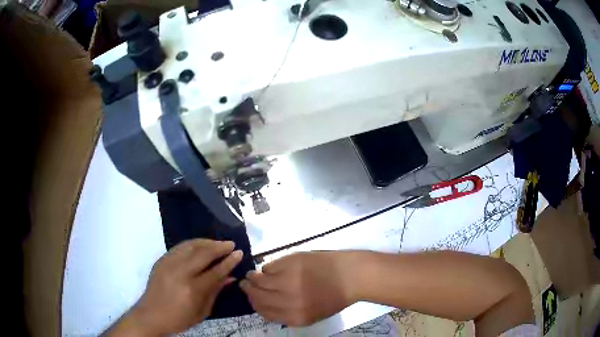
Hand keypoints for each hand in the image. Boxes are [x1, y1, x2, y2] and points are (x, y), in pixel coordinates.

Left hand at [105, 239, 242, 335]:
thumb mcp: (202, 311)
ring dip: (206, 242)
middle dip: (219, 247)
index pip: (215, 271)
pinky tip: (200, 245)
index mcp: (192, 289)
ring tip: (217, 242)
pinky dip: (192, 243)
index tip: (239, 253)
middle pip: (203, 253)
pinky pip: (179, 247)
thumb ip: (215, 291)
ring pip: (190, 245)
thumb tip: (230, 277)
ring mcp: (168, 263)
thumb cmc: (179, 318)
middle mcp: (180, 272)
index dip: (229, 261)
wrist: (151, 315)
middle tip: (230, 244)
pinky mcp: (161, 260)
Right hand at [240, 251, 358, 326]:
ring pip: (258, 279)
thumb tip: (265, 304)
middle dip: (248, 290)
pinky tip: (270, 268)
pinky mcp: (290, 262)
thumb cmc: (334, 297)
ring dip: (253, 277)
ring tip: (253, 275)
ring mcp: (288, 279)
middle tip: (246, 284)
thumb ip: (287, 313)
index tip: (251, 298)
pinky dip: (266, 268)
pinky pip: (268, 266)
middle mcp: (287, 300)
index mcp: (294, 317)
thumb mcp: (312, 315)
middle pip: (257, 296)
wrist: (351, 275)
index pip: (263, 311)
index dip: (254, 304)